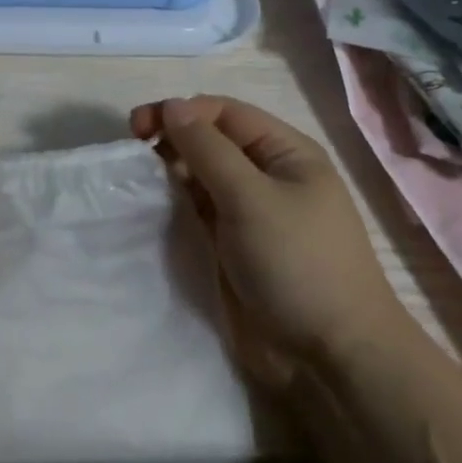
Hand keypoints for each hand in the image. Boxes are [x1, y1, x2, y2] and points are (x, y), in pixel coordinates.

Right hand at [131, 95, 394, 385]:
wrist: (329, 355)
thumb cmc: (297, 263)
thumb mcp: (251, 198)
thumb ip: (207, 150)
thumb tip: (172, 106)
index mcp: (285, 152)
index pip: (224, 113)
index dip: (181, 113)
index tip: (137, 130)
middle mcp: (267, 175)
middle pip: (211, 141)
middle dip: (172, 140)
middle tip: (132, 155)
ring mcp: (250, 212)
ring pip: (200, 176)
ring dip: (170, 173)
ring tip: (139, 184)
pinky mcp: (233, 245)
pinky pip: (198, 210)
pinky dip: (175, 204)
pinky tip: (152, 209)